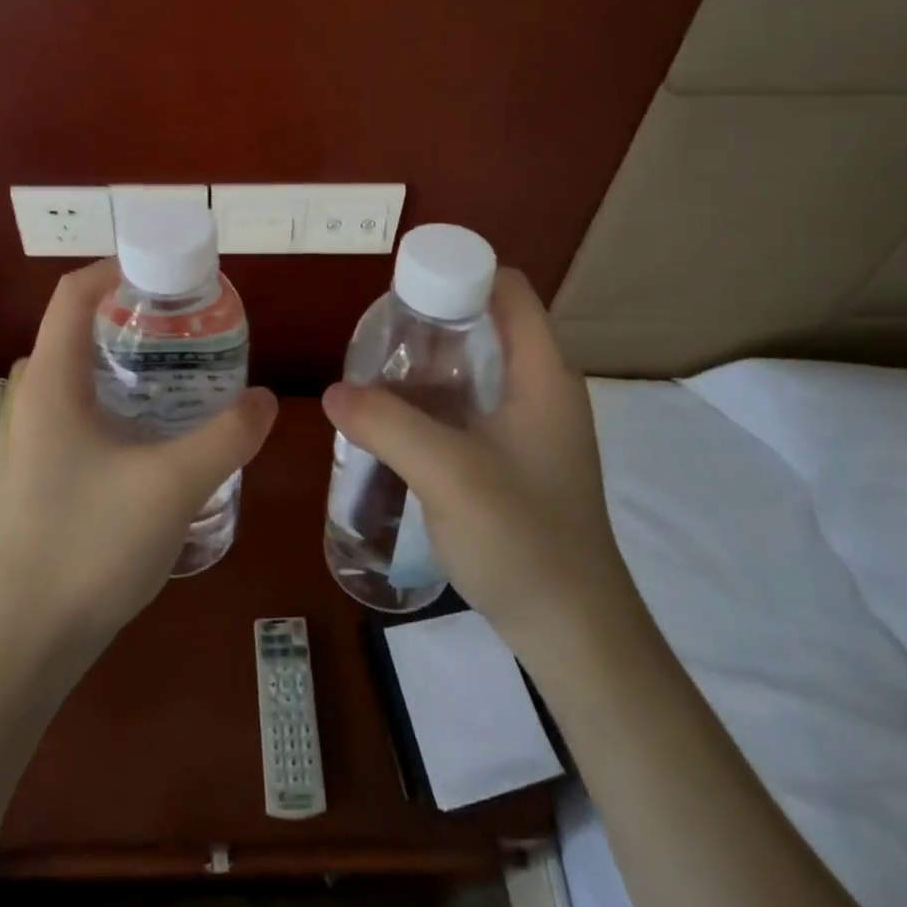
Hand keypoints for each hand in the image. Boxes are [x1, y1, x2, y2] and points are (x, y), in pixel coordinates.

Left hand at [0, 261, 278, 662]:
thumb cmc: (90, 546)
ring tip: (184, 367)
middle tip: (190, 322)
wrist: (25, 641)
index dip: (120, 268)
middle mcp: (32, 395)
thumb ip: (227, 436)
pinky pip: (79, 406)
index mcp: (50, 380)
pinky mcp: (39, 467)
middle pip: (79, 326)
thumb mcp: (173, 485)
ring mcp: (31, 435)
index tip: (171, 274)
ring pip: (79, 369)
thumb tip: (266, 399)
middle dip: (134, 312)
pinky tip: (157, 427)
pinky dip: (118, 394)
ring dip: (127, 356)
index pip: (74, 292)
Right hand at [321, 268, 630, 630]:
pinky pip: (470, 405)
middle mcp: (542, 388)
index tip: (403, 289)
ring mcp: (531, 426)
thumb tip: (332, 392)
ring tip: (375, 372)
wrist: (574, 634)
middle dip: (432, 318)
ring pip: (475, 367)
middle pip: (487, 322)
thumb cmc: (523, 540)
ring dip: (428, 363)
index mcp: (542, 373)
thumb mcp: (448, 473)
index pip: (508, 288)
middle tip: (378, 334)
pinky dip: (434, 399)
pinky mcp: (516, 458)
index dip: (459, 271)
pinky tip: (394, 419)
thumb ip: (386, 423)